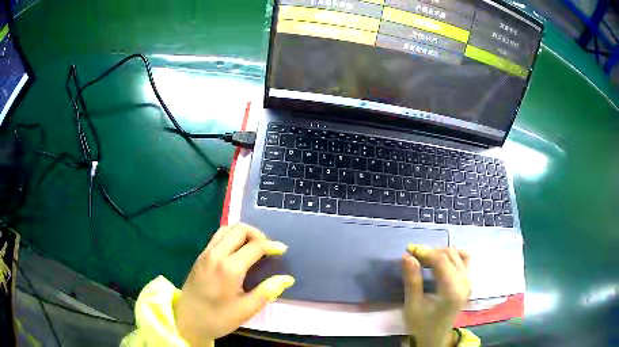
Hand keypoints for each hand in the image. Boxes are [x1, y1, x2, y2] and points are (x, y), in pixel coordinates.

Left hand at [174, 223, 293, 346]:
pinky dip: (231, 237)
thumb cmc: (218, 318)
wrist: (187, 320)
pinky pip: (217, 237)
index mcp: (229, 268)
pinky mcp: (200, 256)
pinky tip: (237, 251)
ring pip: (226, 229)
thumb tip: (287, 278)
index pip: (255, 246)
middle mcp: (216, 254)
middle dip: (257, 234)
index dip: (271, 246)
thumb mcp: (246, 310)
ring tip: (253, 247)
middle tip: (267, 248)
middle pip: (239, 229)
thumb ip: (267, 291)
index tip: (282, 250)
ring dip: (243, 233)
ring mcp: (206, 253)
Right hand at [402, 245, 470, 346]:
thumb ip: (412, 280)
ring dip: (441, 253)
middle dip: (431, 251)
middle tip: (413, 256)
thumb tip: (407, 256)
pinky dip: (453, 256)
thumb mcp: (412, 305)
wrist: (435, 337)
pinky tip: (441, 263)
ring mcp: (469, 282)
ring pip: (458, 254)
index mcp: (452, 291)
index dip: (425, 251)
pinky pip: (465, 260)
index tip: (409, 250)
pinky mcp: (469, 282)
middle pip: (450, 254)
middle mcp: (465, 283)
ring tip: (425, 260)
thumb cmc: (421, 324)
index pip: (442, 260)